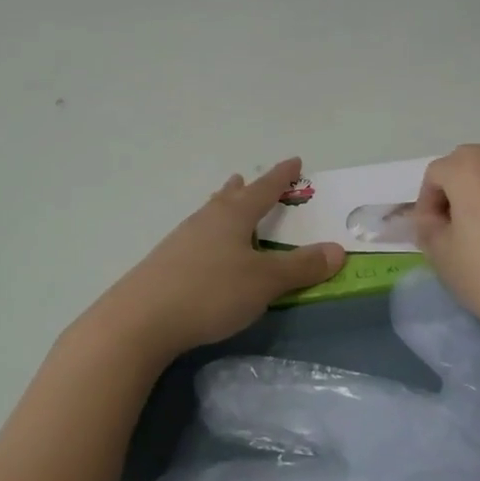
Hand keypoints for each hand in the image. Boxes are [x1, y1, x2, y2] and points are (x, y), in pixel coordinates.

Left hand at [97, 159, 345, 363]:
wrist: (141, 320)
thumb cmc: (211, 292)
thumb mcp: (264, 282)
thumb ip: (301, 267)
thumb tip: (338, 249)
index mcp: (233, 216)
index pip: (264, 189)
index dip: (281, 176)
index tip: (294, 161)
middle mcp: (206, 219)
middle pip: (229, 197)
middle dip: (244, 189)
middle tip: (248, 179)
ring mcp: (181, 240)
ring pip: (209, 215)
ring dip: (222, 207)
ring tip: (225, 203)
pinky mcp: (165, 263)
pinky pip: (196, 237)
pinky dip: (208, 234)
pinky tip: (204, 250)